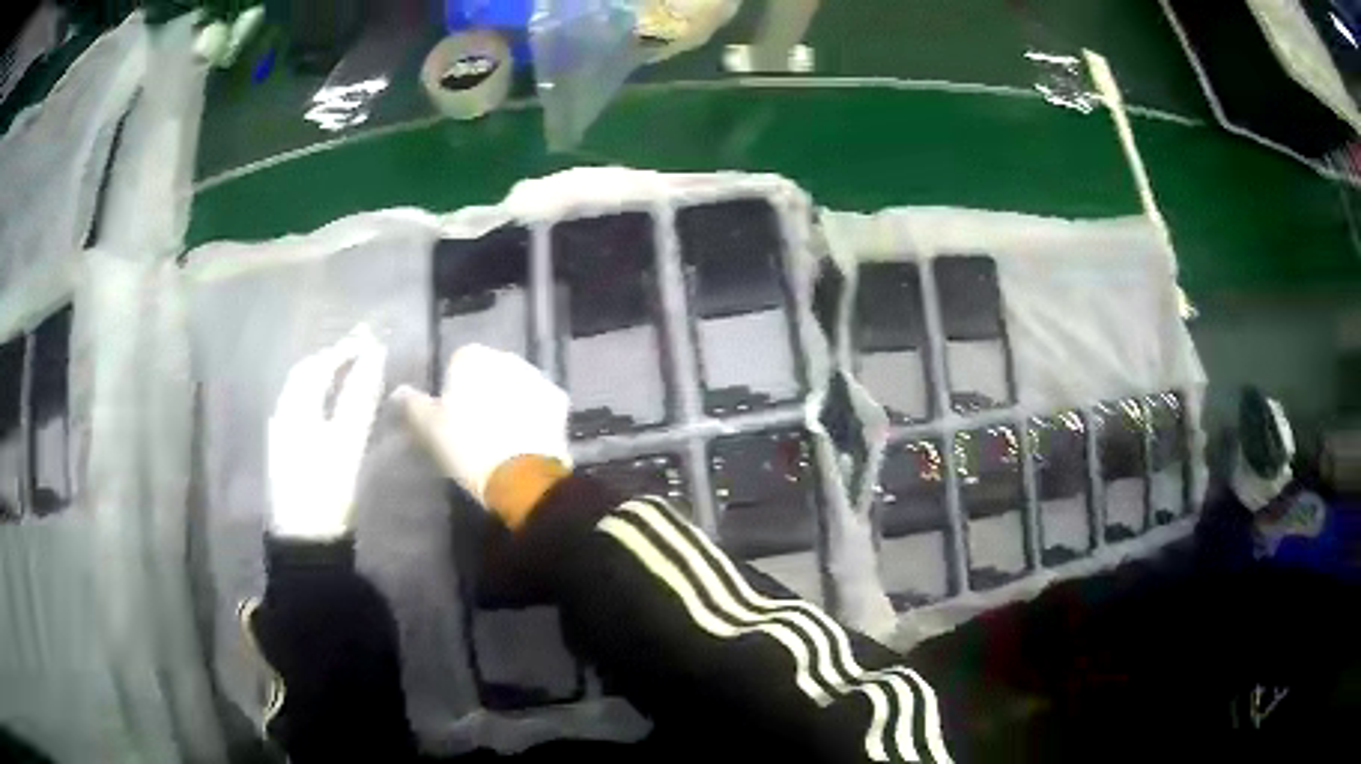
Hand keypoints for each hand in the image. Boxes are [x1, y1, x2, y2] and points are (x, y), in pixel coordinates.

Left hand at [268, 326, 386, 540]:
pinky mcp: (283, 451)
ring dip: (323, 376)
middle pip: (304, 374)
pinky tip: (329, 405)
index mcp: (295, 408)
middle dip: (331, 358)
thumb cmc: (326, 490)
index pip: (319, 365)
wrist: (305, 541)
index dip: (345, 349)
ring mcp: (281, 433)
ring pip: (300, 391)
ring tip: (348, 372)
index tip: (372, 339)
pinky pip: (299, 408)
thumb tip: (375, 354)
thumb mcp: (346, 443)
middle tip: (360, 350)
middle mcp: (283, 413)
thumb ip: (359, 397)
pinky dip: (317, 396)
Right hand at [392, 345, 571, 519]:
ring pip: (517, 386)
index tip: (453, 418)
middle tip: (477, 428)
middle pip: (490, 373)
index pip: (458, 365)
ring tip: (502, 436)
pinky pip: (540, 404)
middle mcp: (506, 357)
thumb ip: (412, 405)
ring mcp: (536, 376)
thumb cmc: (466, 447)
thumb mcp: (428, 429)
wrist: (520, 475)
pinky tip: (525, 439)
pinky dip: (534, 416)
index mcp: (471, 357)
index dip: (454, 391)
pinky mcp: (558, 399)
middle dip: (485, 393)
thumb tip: (399, 392)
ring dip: (511, 402)